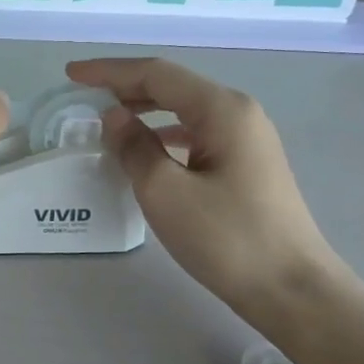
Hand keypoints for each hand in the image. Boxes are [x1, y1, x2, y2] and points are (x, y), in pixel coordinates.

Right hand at [66, 58, 344, 331]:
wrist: (292, 291)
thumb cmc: (226, 238)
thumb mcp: (165, 191)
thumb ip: (134, 147)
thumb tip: (114, 116)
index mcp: (221, 109)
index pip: (156, 74)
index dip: (109, 72)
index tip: (71, 74)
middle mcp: (238, 113)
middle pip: (173, 86)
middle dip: (126, 86)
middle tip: (84, 94)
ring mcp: (247, 139)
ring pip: (185, 110)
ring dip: (145, 110)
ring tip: (109, 120)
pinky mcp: (247, 165)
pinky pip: (197, 134)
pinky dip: (165, 134)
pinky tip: (148, 150)